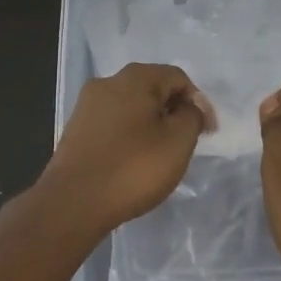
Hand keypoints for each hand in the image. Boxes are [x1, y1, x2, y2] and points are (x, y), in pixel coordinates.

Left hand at [38, 63, 215, 236]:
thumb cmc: (133, 168)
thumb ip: (192, 116)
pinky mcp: (76, 128)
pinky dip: (129, 134)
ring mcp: (87, 105)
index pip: (178, 78)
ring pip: (131, 106)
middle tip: (185, 143)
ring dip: (150, 124)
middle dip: (173, 111)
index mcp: (135, 77)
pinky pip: (112, 122)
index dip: (198, 103)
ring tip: (159, 154)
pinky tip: (133, 160)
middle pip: (152, 88)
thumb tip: (190, 106)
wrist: (73, 202)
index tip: (207, 133)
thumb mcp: (178, 142)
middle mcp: (107, 82)